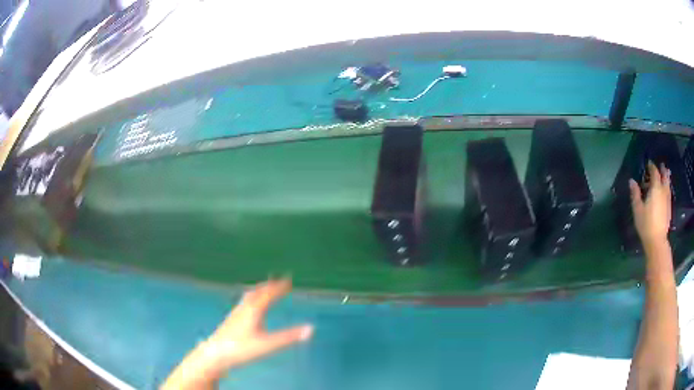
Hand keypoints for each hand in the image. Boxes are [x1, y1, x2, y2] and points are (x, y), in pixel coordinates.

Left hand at [206, 279, 312, 369]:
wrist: (216, 353)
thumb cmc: (242, 348)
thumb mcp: (268, 344)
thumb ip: (289, 337)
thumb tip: (310, 329)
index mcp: (254, 310)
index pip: (268, 294)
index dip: (279, 287)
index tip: (288, 280)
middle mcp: (244, 307)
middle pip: (258, 292)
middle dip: (270, 285)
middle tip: (280, 281)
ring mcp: (236, 313)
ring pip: (249, 296)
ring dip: (260, 290)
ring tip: (266, 289)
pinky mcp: (231, 319)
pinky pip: (244, 302)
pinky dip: (252, 298)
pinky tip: (250, 307)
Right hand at [629, 161, 671, 245]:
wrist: (657, 241)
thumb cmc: (646, 224)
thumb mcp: (638, 209)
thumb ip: (635, 194)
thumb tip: (631, 181)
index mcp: (655, 188)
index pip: (654, 172)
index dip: (652, 167)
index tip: (649, 164)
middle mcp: (663, 191)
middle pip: (665, 176)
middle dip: (663, 170)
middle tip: (661, 166)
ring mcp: (667, 200)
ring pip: (668, 185)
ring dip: (666, 179)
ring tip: (665, 176)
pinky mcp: (669, 208)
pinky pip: (669, 193)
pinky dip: (667, 188)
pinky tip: (665, 192)